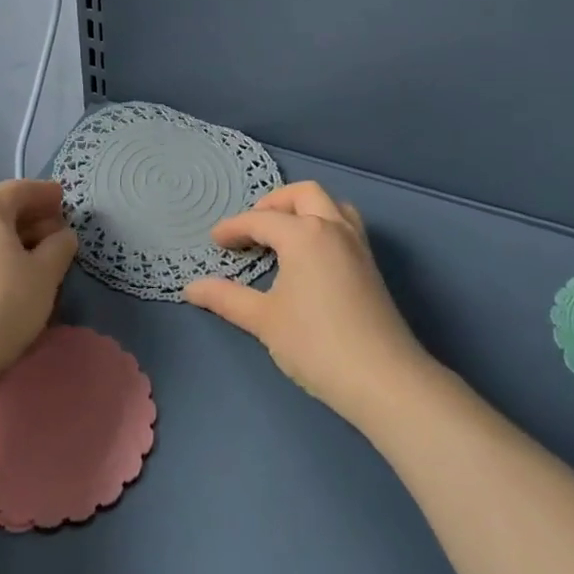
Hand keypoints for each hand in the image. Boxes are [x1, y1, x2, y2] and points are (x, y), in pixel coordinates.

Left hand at [0, 179, 77, 395]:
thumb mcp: (44, 275)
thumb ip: (59, 248)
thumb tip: (62, 235)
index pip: (22, 189)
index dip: (46, 194)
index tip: (66, 201)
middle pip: (3, 210)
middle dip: (33, 219)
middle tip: (59, 235)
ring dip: (16, 241)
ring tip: (41, 261)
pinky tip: (12, 280)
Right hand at [183, 181, 428, 424]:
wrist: (383, 378)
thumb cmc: (316, 344)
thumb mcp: (264, 320)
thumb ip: (226, 298)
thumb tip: (191, 287)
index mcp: (304, 234)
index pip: (260, 220)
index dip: (233, 228)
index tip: (214, 241)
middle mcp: (333, 227)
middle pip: (302, 194)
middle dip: (273, 203)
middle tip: (251, 228)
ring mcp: (357, 244)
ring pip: (331, 204)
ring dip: (304, 208)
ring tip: (283, 233)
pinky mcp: (371, 265)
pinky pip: (345, 224)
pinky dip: (323, 223)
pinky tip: (311, 254)